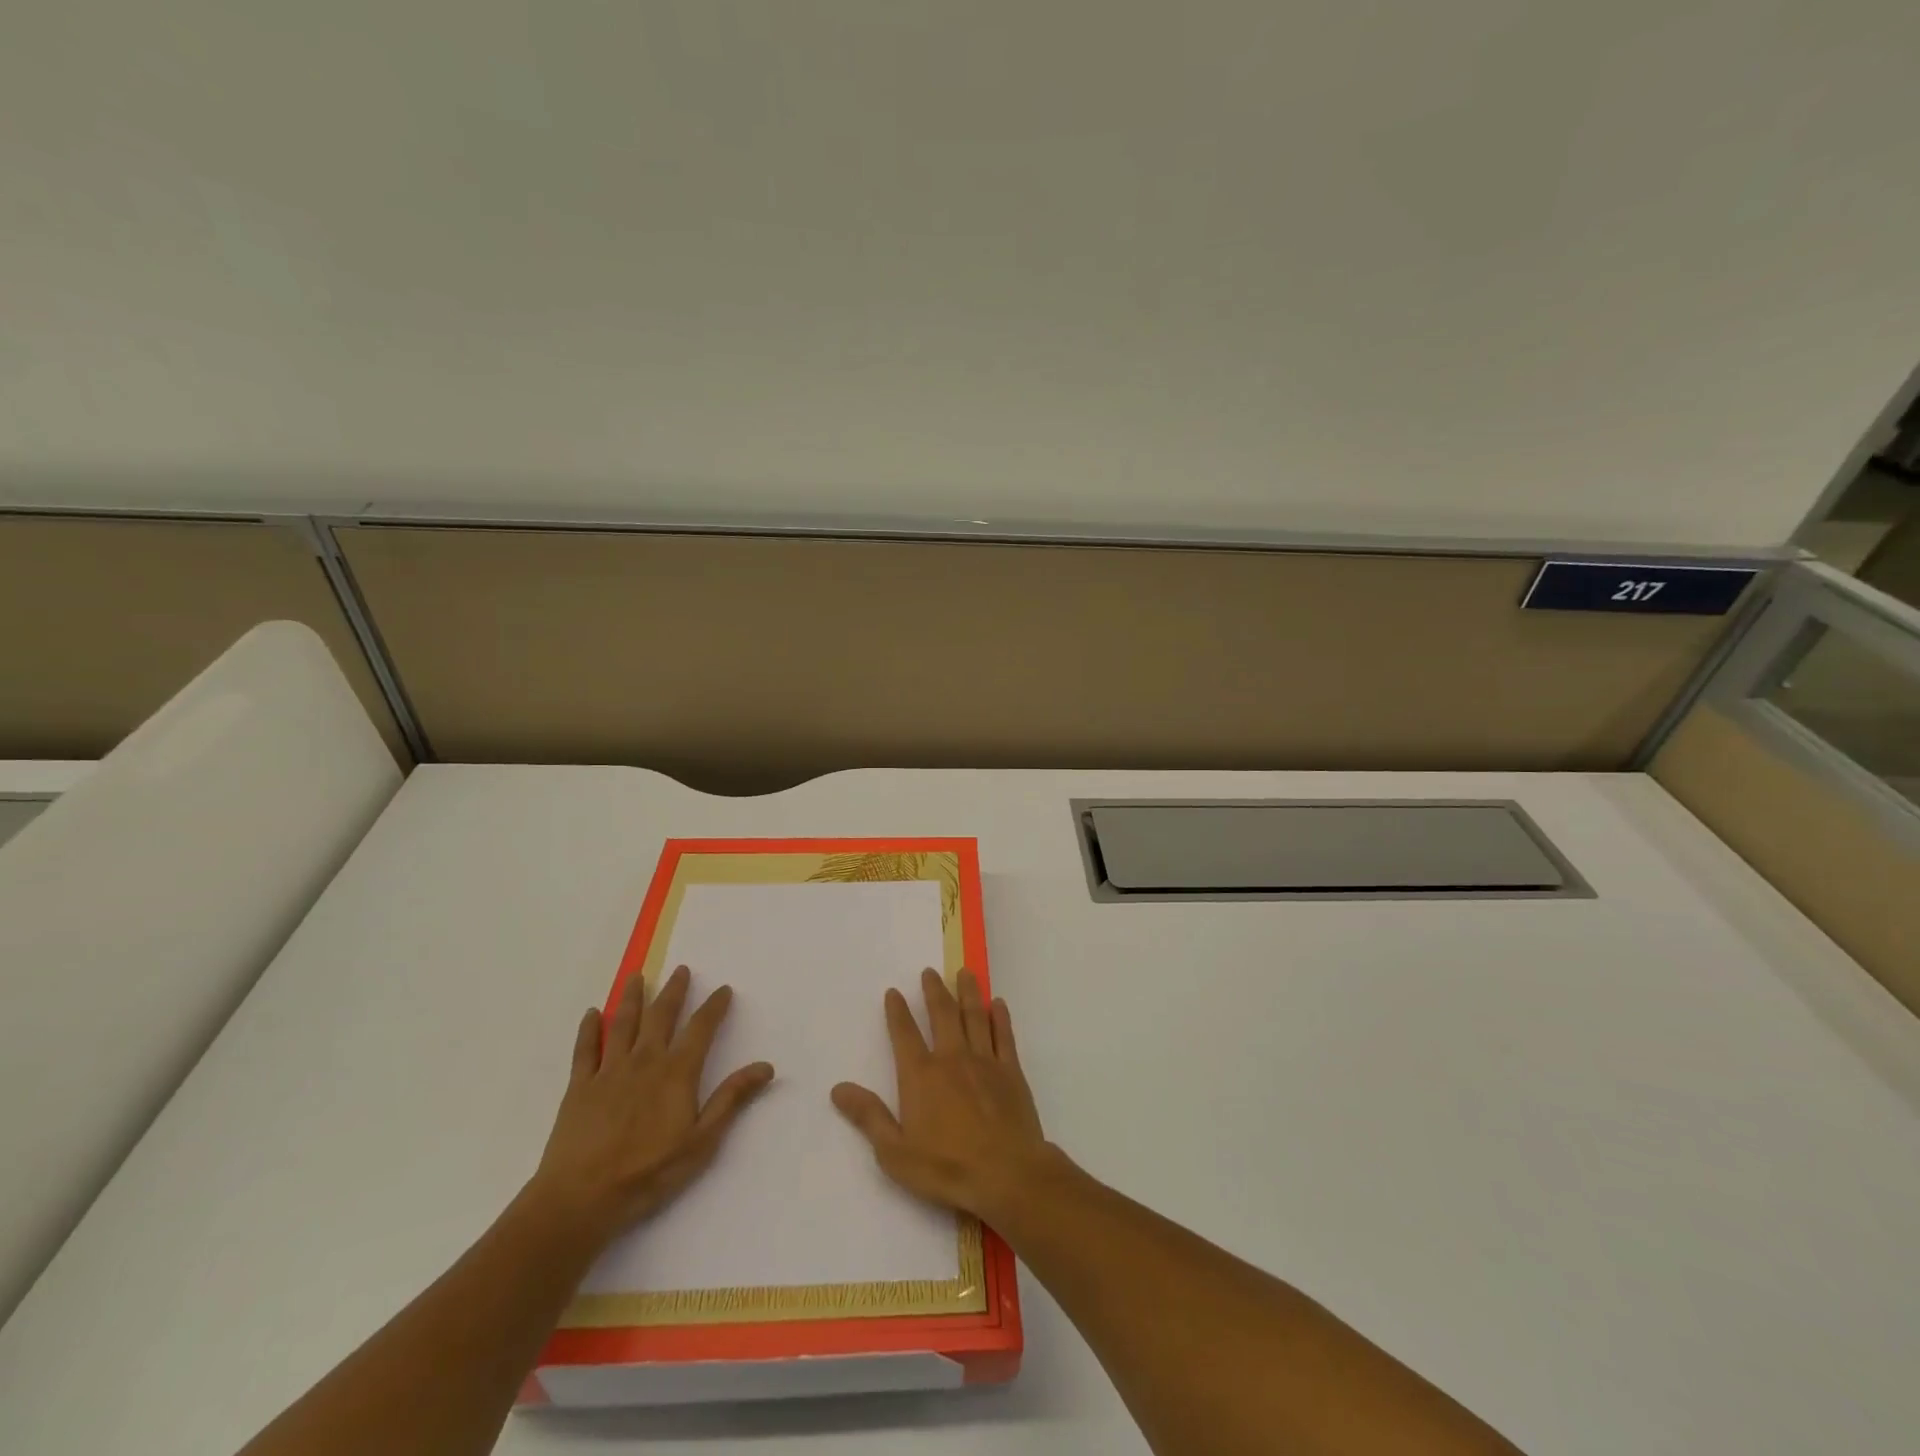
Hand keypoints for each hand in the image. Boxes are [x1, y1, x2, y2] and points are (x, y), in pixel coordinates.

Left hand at [528, 964, 773, 1245]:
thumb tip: (766, 1066)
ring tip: (636, 976)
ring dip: (631, 997)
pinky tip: (590, 1014)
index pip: (700, 1029)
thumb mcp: (702, 1141)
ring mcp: (609, 1071)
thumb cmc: (648, 1173)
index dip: (714, 1007)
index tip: (723, 989)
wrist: (581, 1198)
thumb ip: (731, 1099)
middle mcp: (644, 1061)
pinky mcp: (579, 1087)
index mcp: (676, 1073)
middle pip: (660, 1016)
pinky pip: (585, 1050)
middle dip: (673, 991)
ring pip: (622, 1024)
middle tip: (680, 969)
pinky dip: (588, 1029)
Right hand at [831, 967, 1051, 1225]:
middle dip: (934, 991)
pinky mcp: (1011, 1071)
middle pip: (942, 1014)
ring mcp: (984, 1061)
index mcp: (921, 1076)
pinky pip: (1004, 1036)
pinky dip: (1000, 1017)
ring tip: (964, 972)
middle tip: (930, 971)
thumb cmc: (947, 1168)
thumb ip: (869, 1116)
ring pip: (974, 1016)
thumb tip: (838, 1088)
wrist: (1007, 1174)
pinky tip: (997, 1004)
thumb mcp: (895, 1152)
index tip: (893, 991)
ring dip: (968, 992)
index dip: (897, 1012)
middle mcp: (952, 1058)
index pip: (904, 1035)